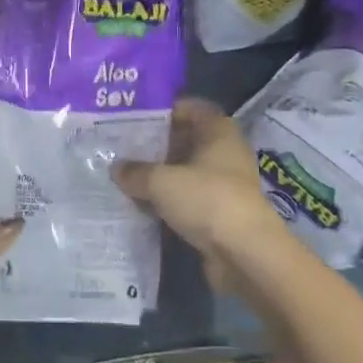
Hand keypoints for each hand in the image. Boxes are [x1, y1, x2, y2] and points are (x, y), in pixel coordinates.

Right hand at [113, 97, 295, 293]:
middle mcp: (225, 154)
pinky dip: (168, 202)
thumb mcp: (161, 181)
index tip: (136, 117)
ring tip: (125, 177)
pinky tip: (141, 205)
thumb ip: (136, 171)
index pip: (192, 108)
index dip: (166, 110)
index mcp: (218, 132)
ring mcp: (224, 186)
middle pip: (187, 140)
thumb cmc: (207, 200)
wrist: (245, 254)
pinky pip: (188, 200)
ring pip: (185, 172)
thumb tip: (117, 168)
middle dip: (156, 145)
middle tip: (122, 148)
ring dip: (160, 176)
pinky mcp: (219, 214)